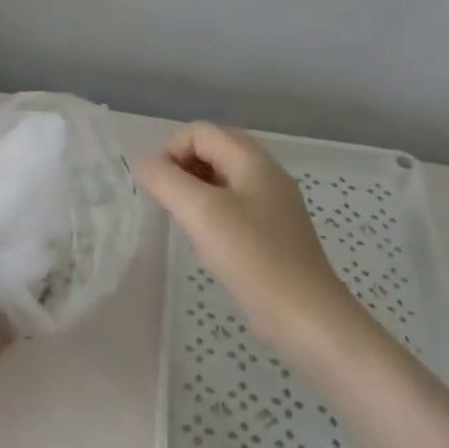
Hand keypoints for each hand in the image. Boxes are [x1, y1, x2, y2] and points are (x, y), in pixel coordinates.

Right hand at [137, 123, 380, 358]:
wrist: (305, 316)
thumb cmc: (252, 258)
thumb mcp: (201, 213)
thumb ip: (167, 181)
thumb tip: (143, 165)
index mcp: (253, 160)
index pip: (201, 132)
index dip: (170, 150)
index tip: (157, 187)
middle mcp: (266, 174)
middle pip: (213, 149)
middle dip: (182, 168)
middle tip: (167, 202)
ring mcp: (273, 204)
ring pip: (222, 178)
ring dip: (195, 190)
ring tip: (184, 221)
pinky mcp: (272, 232)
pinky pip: (234, 205)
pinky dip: (211, 212)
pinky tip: (207, 241)